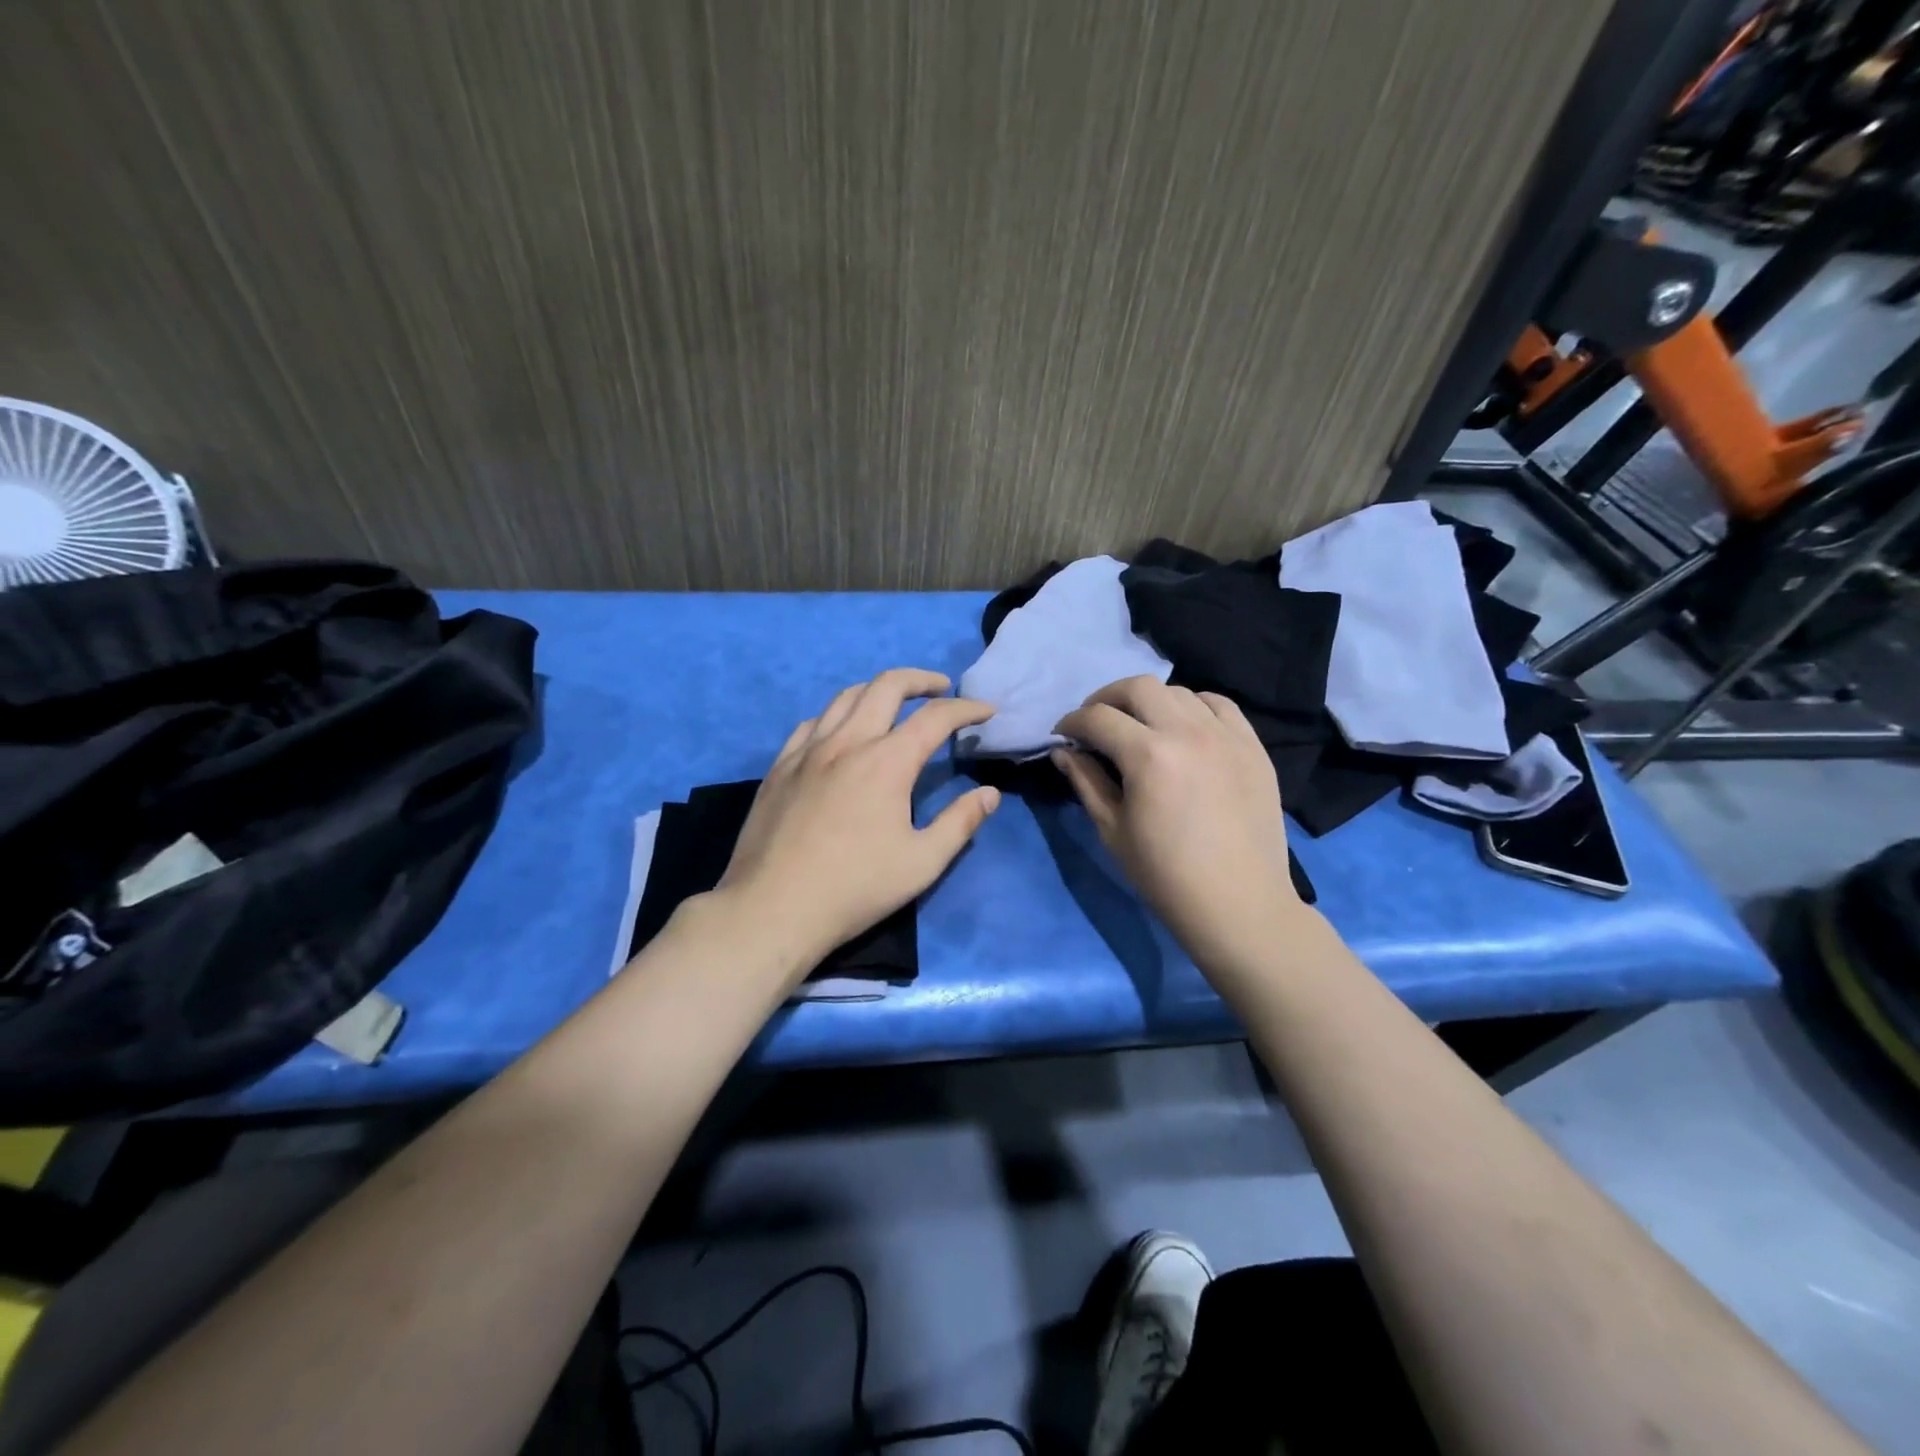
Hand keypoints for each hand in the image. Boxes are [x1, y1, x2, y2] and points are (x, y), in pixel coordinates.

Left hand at [716, 669, 1001, 981]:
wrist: (772, 908)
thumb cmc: (855, 888)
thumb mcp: (922, 863)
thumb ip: (960, 823)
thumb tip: (989, 794)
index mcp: (886, 762)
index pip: (935, 718)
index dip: (966, 709)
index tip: (985, 711)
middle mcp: (847, 743)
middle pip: (887, 686)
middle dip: (921, 680)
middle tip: (941, 689)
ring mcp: (807, 751)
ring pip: (845, 697)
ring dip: (877, 690)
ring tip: (895, 703)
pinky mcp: (779, 767)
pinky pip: (811, 722)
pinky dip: (837, 715)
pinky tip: (841, 731)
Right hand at [1052, 677, 1307, 984]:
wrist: (1238, 904)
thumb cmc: (1165, 875)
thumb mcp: (1113, 830)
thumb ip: (1086, 782)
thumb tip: (1064, 752)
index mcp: (1148, 755)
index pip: (1098, 717)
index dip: (1072, 722)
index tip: (1063, 735)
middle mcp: (1188, 732)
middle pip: (1138, 687)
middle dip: (1106, 698)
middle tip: (1095, 722)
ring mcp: (1226, 736)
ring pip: (1179, 692)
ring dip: (1149, 702)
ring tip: (1140, 726)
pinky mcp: (1253, 746)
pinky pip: (1219, 705)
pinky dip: (1193, 706)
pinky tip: (1184, 727)